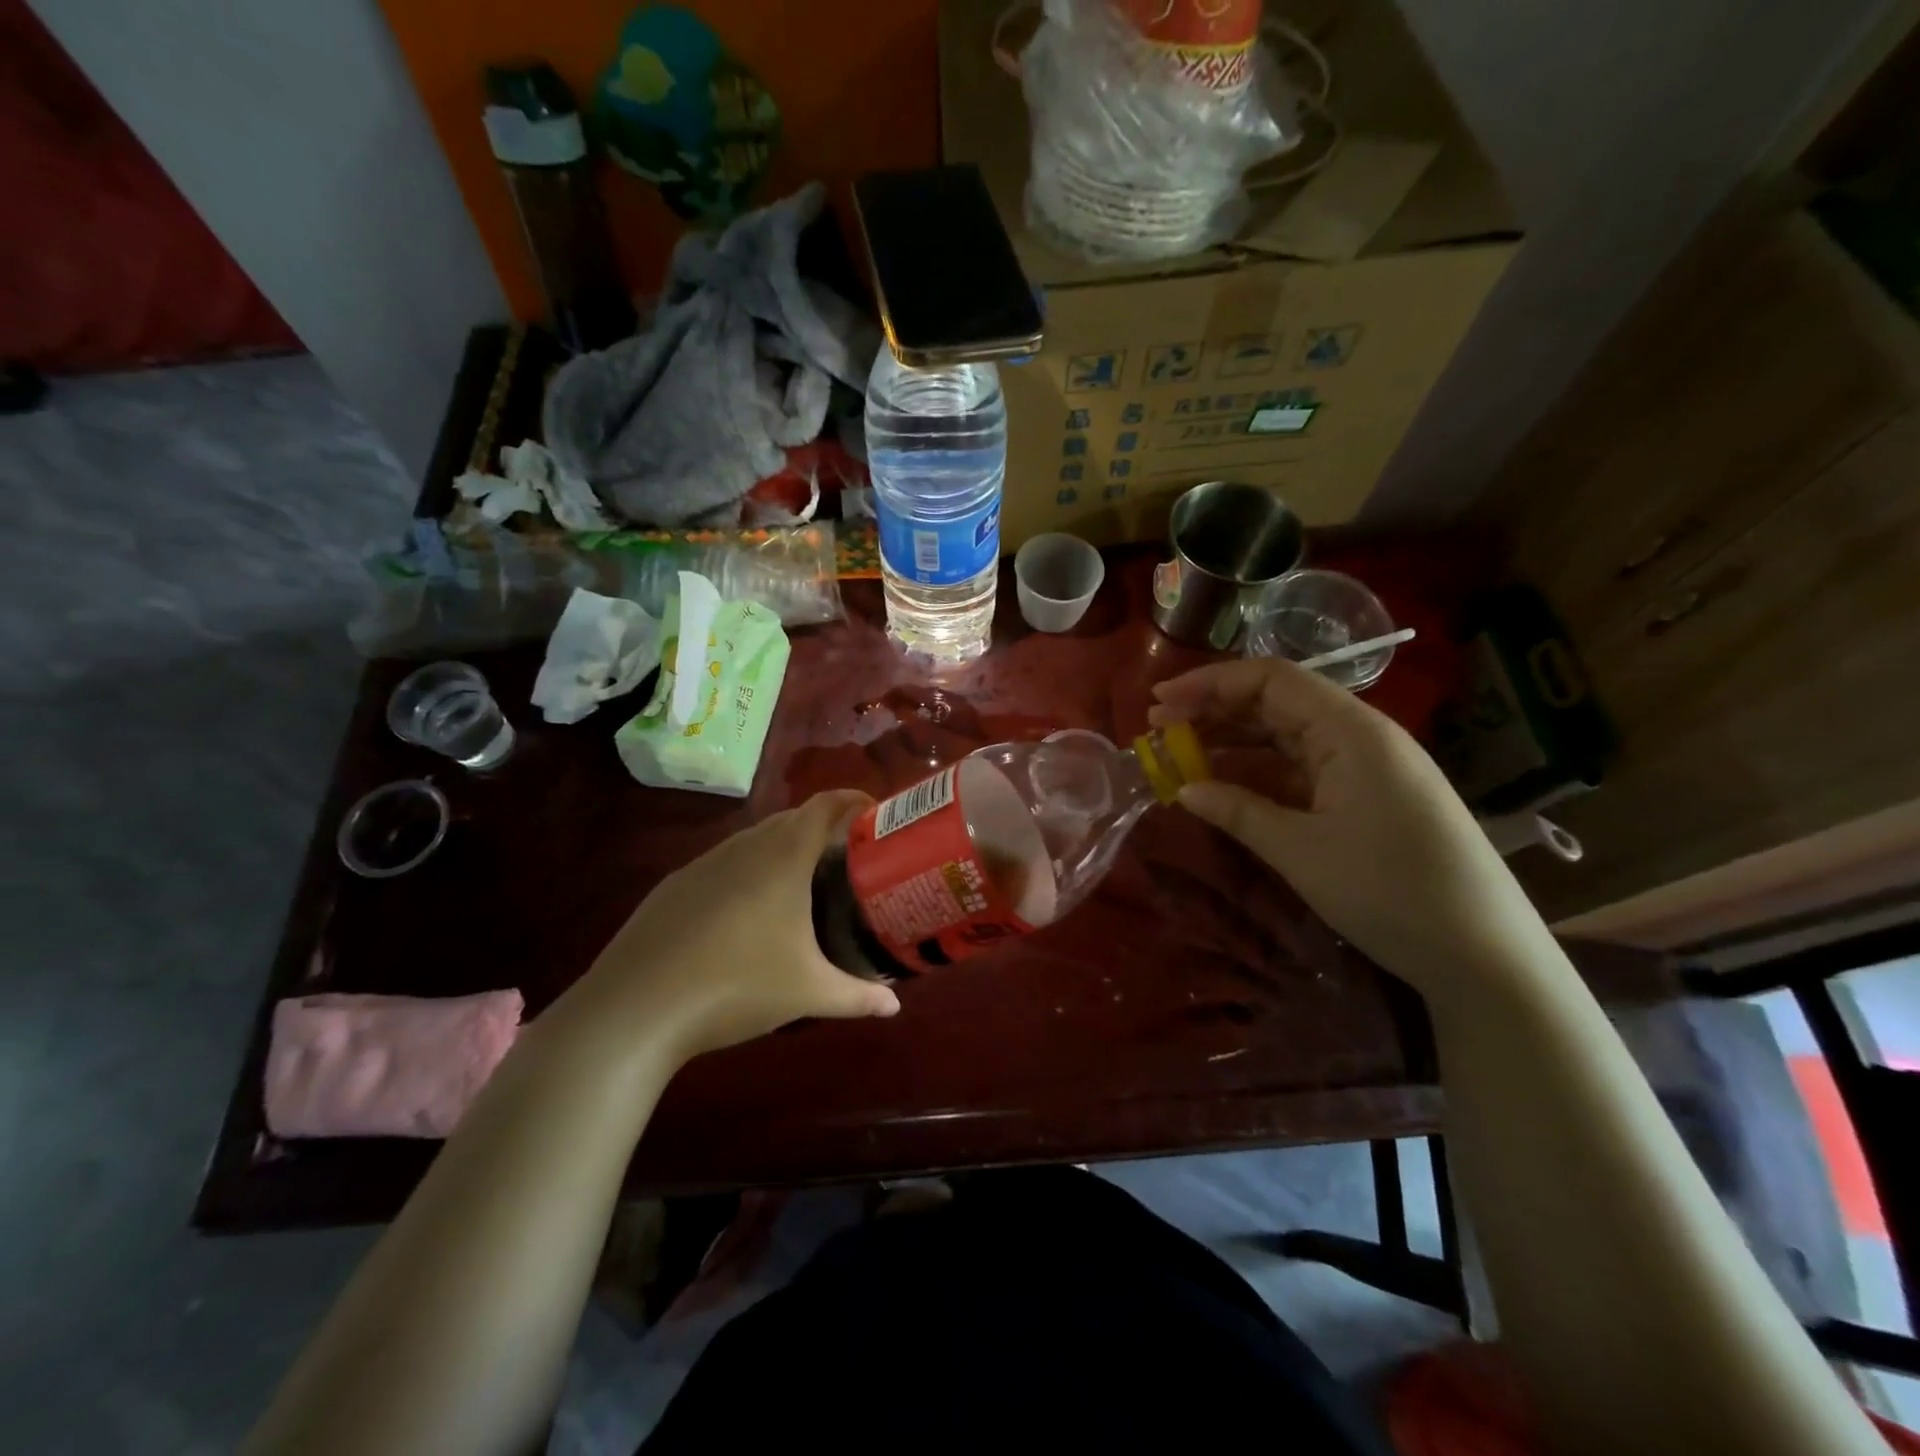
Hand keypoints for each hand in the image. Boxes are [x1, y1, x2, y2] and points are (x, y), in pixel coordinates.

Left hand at [557, 791, 900, 1067]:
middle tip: (846, 859)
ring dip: (782, 848)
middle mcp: (745, 847)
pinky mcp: (674, 886)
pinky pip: (723, 863)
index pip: (825, 806)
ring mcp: (703, 864)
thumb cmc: (736, 986)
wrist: (635, 1009)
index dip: (852, 801)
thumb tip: (894, 1008)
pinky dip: (747, 871)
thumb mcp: (807, 994)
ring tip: (800, 885)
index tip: (874, 814)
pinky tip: (745, 914)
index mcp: (783, 857)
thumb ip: (858, 997)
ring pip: (754, 840)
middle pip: (791, 819)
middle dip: (822, 828)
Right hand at [1148, 659, 1559, 1003]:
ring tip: (1178, 757)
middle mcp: (1359, 737)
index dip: (1210, 683)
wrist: (1484, 956)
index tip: (1159, 700)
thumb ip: (1238, 811)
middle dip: (1213, 712)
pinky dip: (1259, 776)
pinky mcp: (1367, 799)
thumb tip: (1184, 789)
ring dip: (1231, 745)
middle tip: (1157, 729)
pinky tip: (1224, 788)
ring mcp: (1365, 769)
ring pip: (1285, 739)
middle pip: (1276, 704)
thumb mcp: (1302, 851)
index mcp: (1351, 731)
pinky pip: (1301, 772)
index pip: (1270, 681)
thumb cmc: (1392, 892)